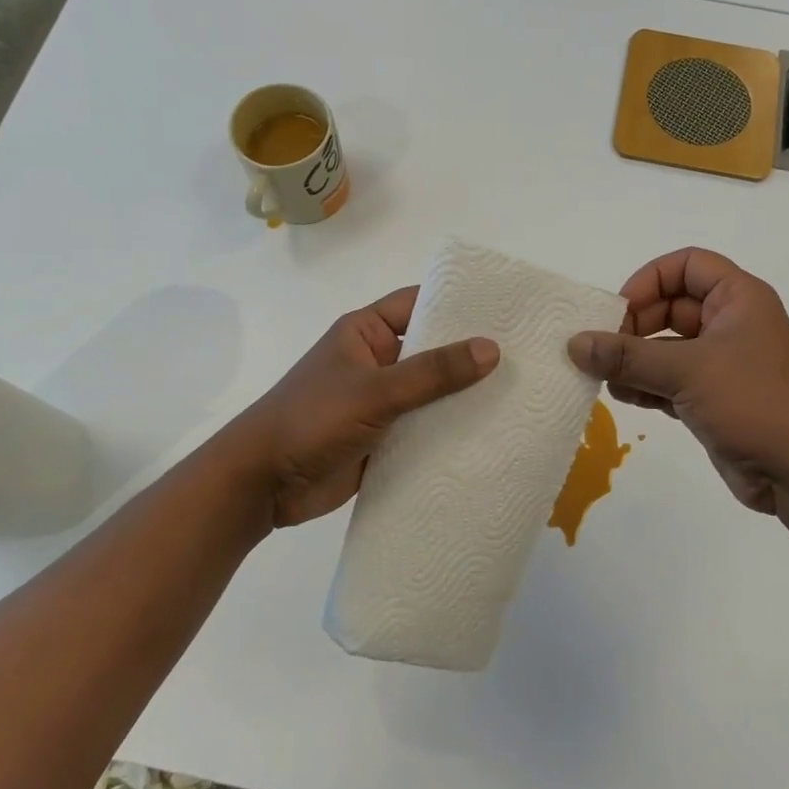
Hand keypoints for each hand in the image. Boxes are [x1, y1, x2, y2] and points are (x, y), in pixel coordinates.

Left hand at [228, 286, 498, 528]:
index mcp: (365, 333)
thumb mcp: (375, 390)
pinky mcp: (383, 439)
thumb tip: (491, 348)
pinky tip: (491, 436)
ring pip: (431, 393)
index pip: (418, 304)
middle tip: (525, 354)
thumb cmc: (312, 419)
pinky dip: (450, 432)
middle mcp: (376, 362)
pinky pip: (423, 429)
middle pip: (431, 350)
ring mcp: (380, 402)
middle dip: (470, 355)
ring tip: (521, 394)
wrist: (262, 484)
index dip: (457, 303)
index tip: (504, 308)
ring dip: (464, 397)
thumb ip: (432, 372)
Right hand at [568, 248, 788, 515]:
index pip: (687, 265)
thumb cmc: (753, 403)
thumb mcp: (686, 371)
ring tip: (604, 376)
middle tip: (604, 348)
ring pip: (668, 345)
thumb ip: (627, 356)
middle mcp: (732, 323)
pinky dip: (647, 384)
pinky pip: (671, 379)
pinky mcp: (715, 397)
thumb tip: (575, 344)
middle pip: (671, 305)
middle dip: (635, 325)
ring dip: (635, 358)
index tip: (619, 310)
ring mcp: (724, 362)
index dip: (650, 280)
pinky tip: (623, 397)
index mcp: (739, 299)